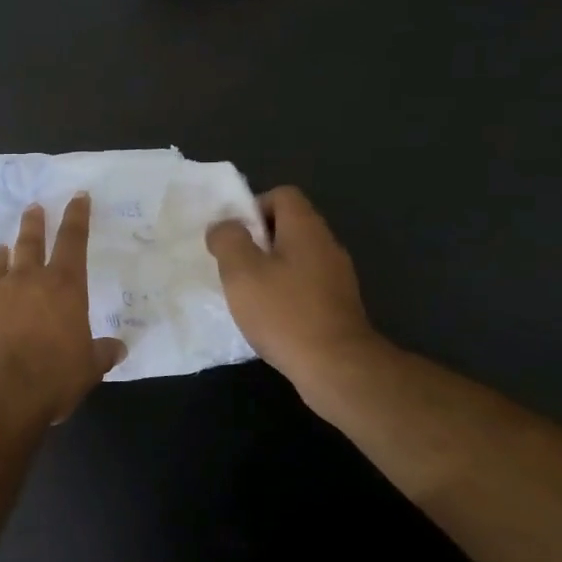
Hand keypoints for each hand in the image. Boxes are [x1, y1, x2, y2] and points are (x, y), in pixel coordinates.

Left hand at [0, 195, 125, 429]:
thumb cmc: (51, 378)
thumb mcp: (87, 369)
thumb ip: (101, 353)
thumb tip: (118, 348)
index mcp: (63, 288)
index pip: (73, 242)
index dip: (77, 217)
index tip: (77, 197)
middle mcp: (25, 281)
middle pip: (30, 243)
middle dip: (34, 223)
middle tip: (33, 207)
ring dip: (1, 255)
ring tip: (0, 247)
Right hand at [205, 186, 383, 403]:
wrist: (335, 366)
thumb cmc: (283, 312)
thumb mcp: (241, 271)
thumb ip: (228, 239)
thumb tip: (224, 226)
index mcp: (305, 228)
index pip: (282, 195)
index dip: (253, 207)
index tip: (234, 236)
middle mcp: (327, 245)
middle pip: (289, 225)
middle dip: (257, 241)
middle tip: (234, 266)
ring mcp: (337, 276)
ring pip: (296, 256)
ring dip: (269, 268)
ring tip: (247, 293)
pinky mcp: (338, 304)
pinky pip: (305, 283)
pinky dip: (284, 291)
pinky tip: (269, 315)